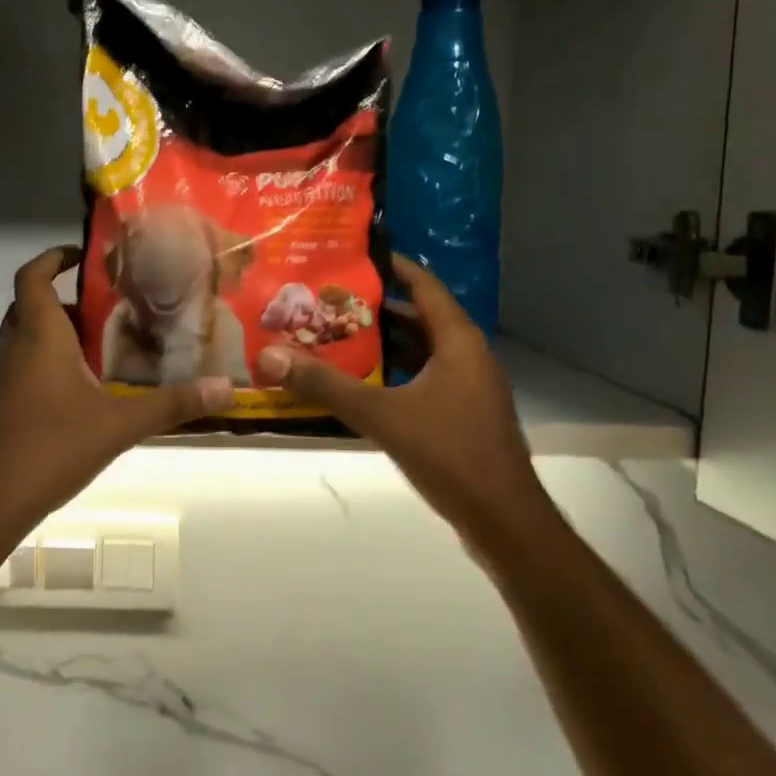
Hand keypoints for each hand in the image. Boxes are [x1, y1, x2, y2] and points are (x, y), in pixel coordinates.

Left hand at [0, 246, 232, 530]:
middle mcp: (12, 350)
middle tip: (106, 313)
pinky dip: (44, 374)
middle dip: (64, 305)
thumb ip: (171, 405)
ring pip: (24, 345)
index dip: (52, 258)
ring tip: (99, 356)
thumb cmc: (50, 447)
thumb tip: (226, 389)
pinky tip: (74, 403)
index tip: (81, 256)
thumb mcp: (119, 425)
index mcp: (38, 337)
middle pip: (30, 309)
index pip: (32, 276)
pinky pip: (19, 376)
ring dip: (56, 341)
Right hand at [255, 254, 542, 534]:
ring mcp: (470, 387)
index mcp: (459, 342)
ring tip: (338, 335)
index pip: (426, 286)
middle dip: (378, 307)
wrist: (504, 521)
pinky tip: (364, 383)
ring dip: (386, 343)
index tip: (357, 255)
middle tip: (331, 299)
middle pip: (421, 317)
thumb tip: (270, 356)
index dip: (395, 266)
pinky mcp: (466, 414)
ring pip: (423, 351)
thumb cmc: (450, 454)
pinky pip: (427, 378)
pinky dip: (397, 373)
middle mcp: (469, 356)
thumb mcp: (381, 416)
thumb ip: (326, 386)